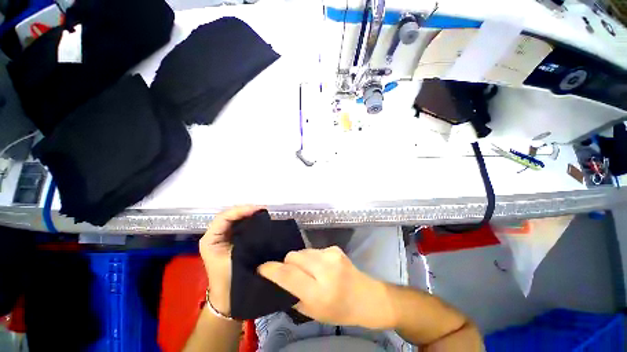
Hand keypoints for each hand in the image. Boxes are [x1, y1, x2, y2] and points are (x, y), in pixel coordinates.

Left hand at [199, 205, 262, 315]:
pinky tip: (259, 220)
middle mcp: (215, 235)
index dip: (241, 210)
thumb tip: (259, 225)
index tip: (258, 209)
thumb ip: (244, 241)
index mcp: (210, 238)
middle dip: (246, 210)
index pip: (224, 217)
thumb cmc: (228, 280)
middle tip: (262, 209)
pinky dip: (250, 221)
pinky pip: (240, 226)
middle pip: (229, 215)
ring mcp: (223, 237)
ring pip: (235, 219)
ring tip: (262, 212)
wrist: (226, 297)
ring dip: (249, 214)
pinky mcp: (231, 240)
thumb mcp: (235, 259)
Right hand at [258, 246, 395, 329]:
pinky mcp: (335, 248)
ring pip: (303, 251)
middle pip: (294, 256)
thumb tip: (279, 281)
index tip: (261, 267)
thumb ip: (294, 296)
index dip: (271, 269)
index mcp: (319, 292)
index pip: (288, 275)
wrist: (367, 297)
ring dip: (300, 260)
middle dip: (287, 263)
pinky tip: (320, 266)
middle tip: (290, 273)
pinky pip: (314, 250)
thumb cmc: (340, 311)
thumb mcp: (314, 313)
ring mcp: (331, 255)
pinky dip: (312, 257)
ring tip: (308, 270)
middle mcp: (325, 269)